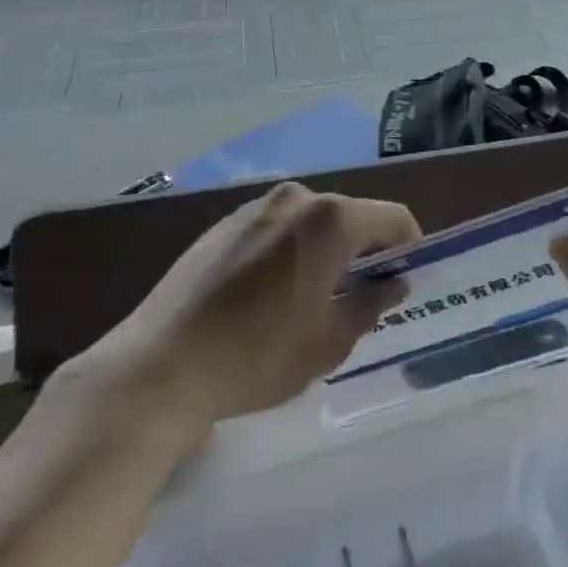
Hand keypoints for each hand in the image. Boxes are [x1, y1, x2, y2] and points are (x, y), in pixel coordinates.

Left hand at [72, 181, 415, 437]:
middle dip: (367, 250)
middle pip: (352, 216)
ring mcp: (255, 207)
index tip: (405, 281)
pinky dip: (291, 251)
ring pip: (313, 222)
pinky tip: (271, 295)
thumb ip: (371, 304)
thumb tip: (394, 283)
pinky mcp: (223, 224)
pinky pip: (277, 229)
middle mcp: (297, 198)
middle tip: (364, 296)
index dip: (409, 247)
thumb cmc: (257, 356)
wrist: (157, 368)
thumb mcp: (329, 341)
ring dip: (327, 250)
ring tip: (315, 298)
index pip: (394, 219)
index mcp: (331, 219)